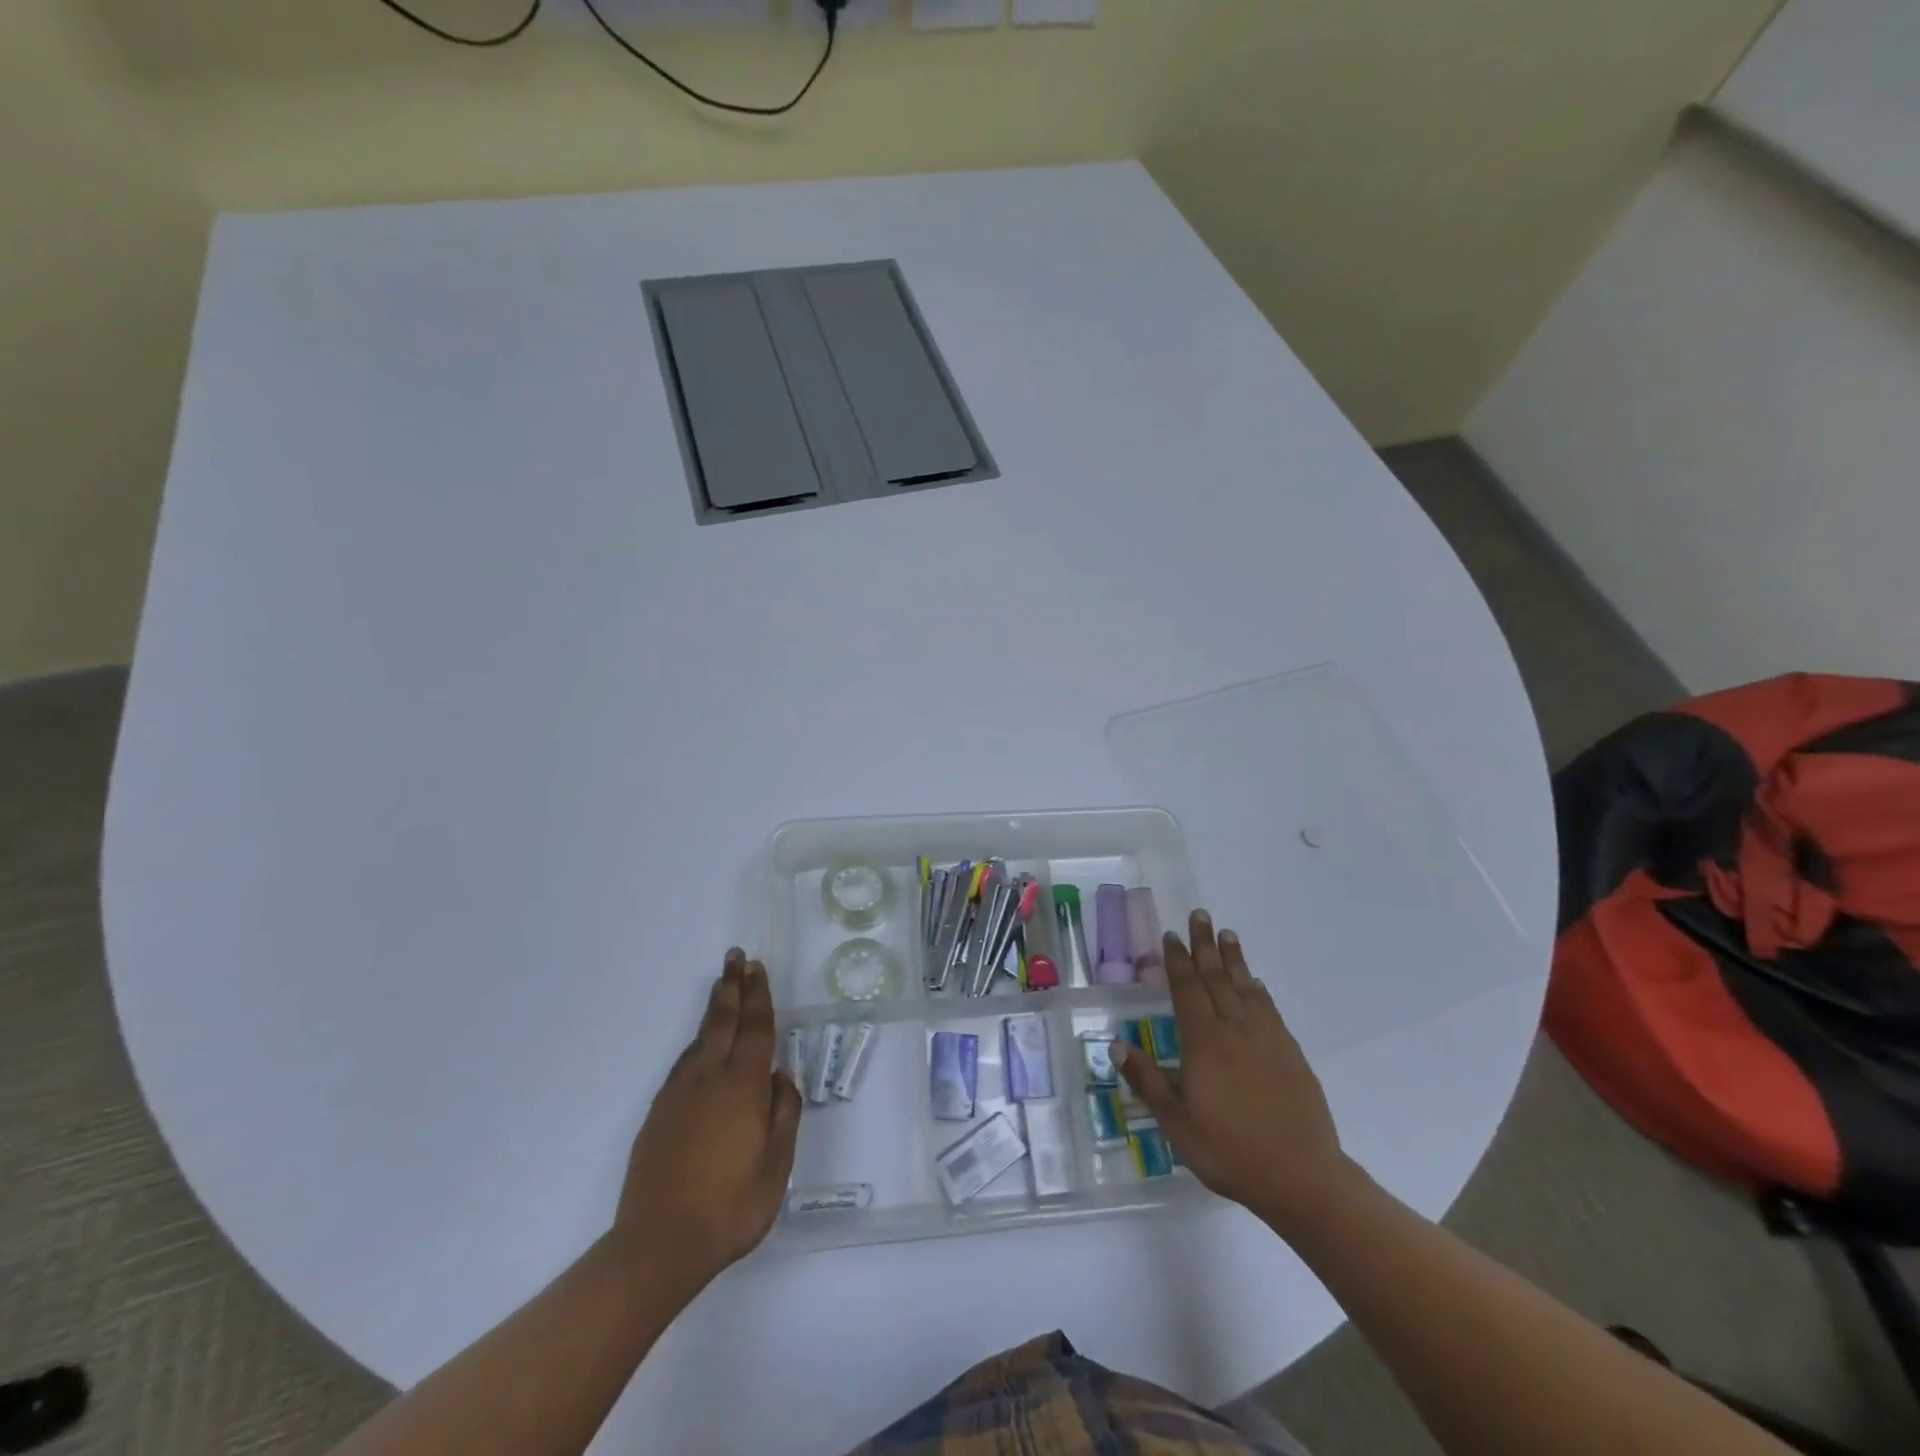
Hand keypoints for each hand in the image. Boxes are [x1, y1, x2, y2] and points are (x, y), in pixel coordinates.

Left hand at [609, 950, 800, 1298]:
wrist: (657, 1247)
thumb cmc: (730, 1209)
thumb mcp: (776, 1168)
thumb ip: (784, 1115)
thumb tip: (781, 1077)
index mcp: (743, 1089)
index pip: (756, 1030)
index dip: (758, 996)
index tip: (756, 967)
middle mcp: (709, 1081)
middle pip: (723, 1022)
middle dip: (731, 987)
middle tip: (734, 957)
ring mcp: (678, 1096)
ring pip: (699, 1040)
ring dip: (713, 1010)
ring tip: (721, 989)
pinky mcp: (658, 1116)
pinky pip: (682, 1065)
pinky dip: (696, 1044)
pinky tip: (699, 1047)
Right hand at [1115, 910, 1354, 1236]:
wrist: (1301, 1177)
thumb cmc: (1229, 1150)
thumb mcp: (1177, 1122)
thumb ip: (1148, 1080)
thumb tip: (1117, 1045)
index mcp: (1204, 1042)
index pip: (1187, 989)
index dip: (1178, 961)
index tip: (1171, 935)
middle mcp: (1235, 1029)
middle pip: (1217, 977)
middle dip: (1206, 945)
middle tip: (1201, 915)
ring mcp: (1267, 1039)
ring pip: (1246, 988)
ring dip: (1235, 959)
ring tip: (1228, 934)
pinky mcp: (1290, 1054)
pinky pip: (1270, 1010)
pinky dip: (1259, 991)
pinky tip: (1256, 984)